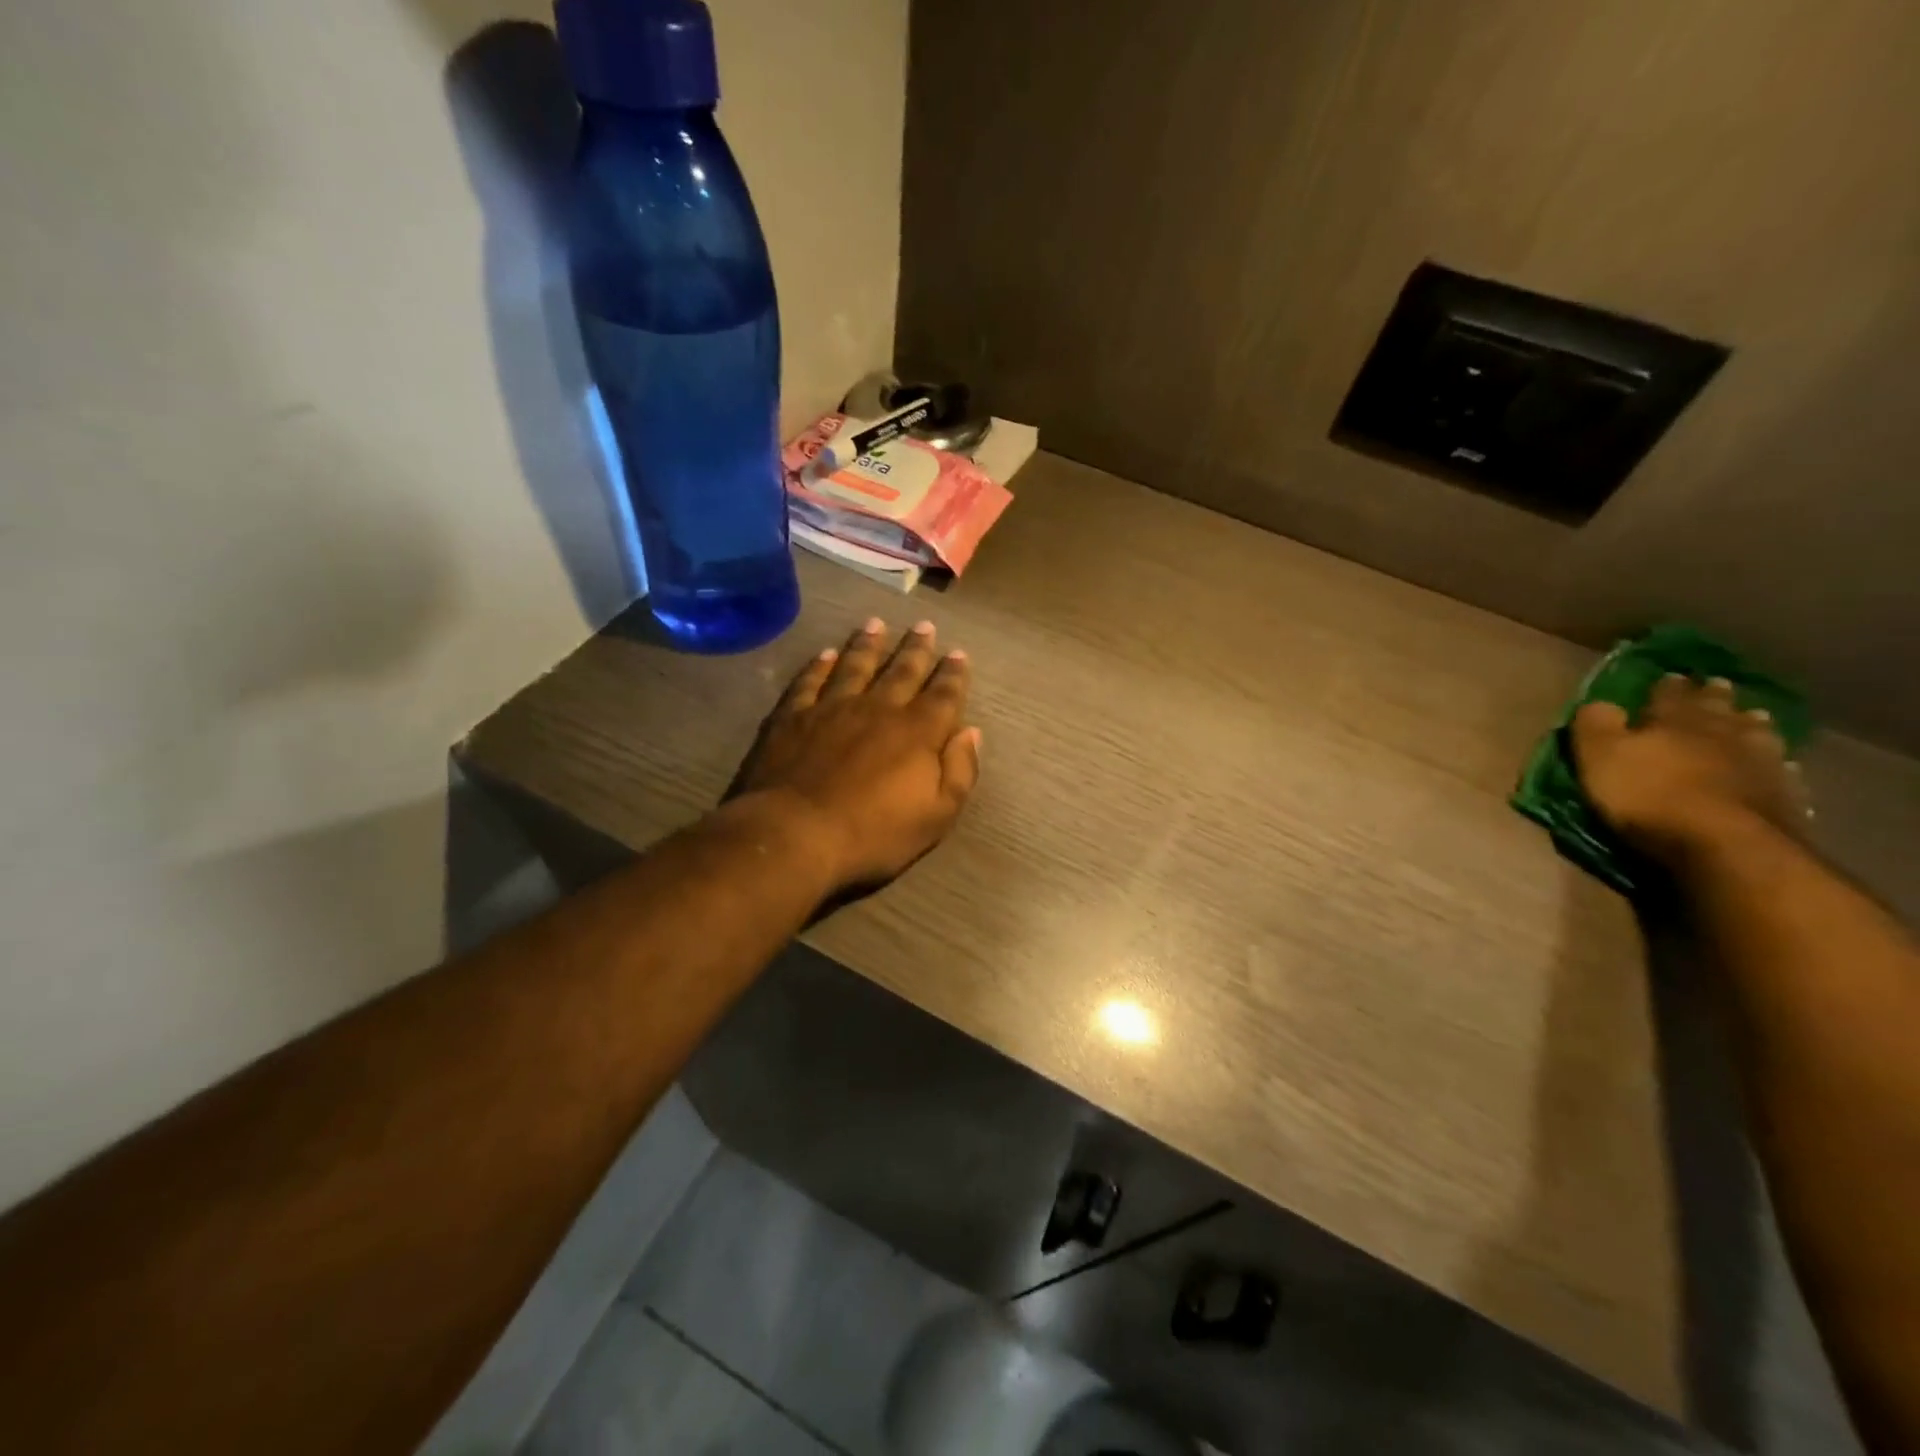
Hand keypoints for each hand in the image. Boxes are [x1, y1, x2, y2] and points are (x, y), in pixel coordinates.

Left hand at [730, 618, 981, 897]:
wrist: (796, 833)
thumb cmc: (874, 832)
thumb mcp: (936, 815)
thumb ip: (959, 771)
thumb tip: (970, 732)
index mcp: (917, 732)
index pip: (943, 695)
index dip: (953, 674)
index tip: (959, 653)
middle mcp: (878, 708)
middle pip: (902, 670)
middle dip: (916, 648)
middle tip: (925, 625)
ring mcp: (832, 707)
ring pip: (856, 665)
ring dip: (868, 644)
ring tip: (876, 624)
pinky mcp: (793, 716)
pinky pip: (810, 681)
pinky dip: (820, 665)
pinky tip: (826, 654)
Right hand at [1572, 674, 1809, 863]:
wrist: (1725, 844)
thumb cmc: (1649, 795)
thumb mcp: (1600, 756)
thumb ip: (1596, 725)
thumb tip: (1600, 702)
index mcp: (1675, 720)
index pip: (1668, 694)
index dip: (1666, 685)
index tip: (1670, 675)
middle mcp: (1722, 732)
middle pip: (1719, 708)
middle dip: (1715, 696)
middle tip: (1717, 684)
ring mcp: (1760, 762)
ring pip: (1757, 733)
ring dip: (1752, 724)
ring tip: (1752, 718)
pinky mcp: (1784, 795)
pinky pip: (1780, 769)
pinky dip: (1776, 763)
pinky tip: (1778, 765)